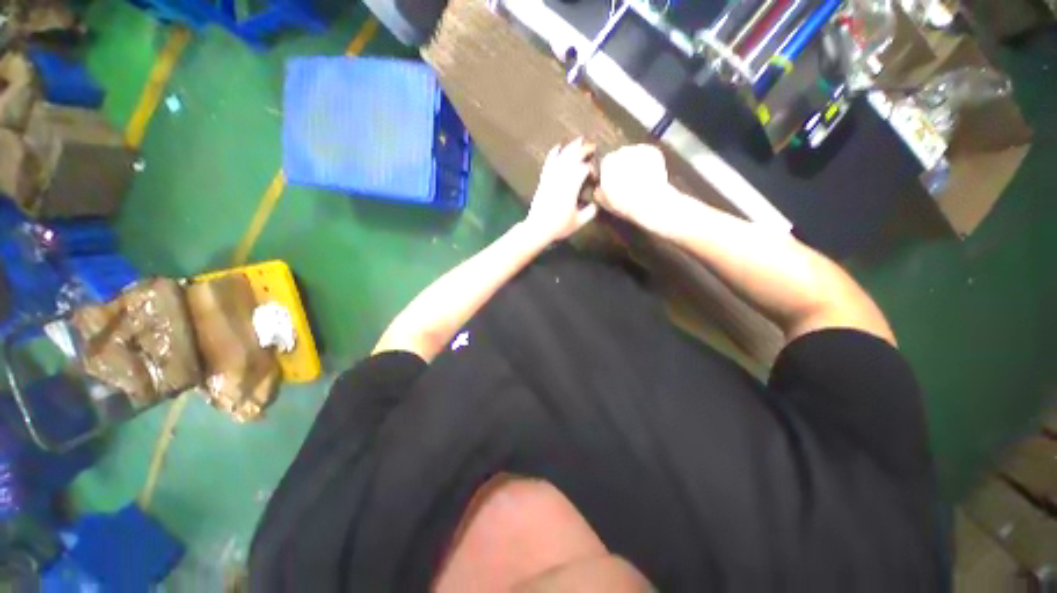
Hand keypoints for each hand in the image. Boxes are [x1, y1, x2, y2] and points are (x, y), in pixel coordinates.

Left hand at [523, 139, 598, 243]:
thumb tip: (596, 203)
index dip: (591, 169)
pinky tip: (558, 146)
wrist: (537, 228)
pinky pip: (548, 163)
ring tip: (579, 139)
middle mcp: (561, 180)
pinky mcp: (543, 181)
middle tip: (593, 146)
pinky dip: (553, 153)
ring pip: (561, 158)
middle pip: (573, 158)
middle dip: (583, 150)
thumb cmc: (559, 227)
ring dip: (571, 147)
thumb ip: (590, 212)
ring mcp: (550, 179)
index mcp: (571, 189)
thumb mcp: (579, 222)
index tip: (594, 177)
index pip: (583, 170)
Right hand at [594, 144, 674, 229]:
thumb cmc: (624, 204)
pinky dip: (647, 163)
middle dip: (621, 168)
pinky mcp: (653, 151)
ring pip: (633, 156)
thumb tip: (598, 187)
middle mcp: (622, 151)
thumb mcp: (603, 201)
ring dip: (634, 165)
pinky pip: (647, 155)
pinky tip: (647, 176)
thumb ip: (597, 190)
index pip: (604, 164)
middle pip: (619, 158)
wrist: (650, 203)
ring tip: (638, 181)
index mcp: (607, 161)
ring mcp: (638, 149)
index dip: (607, 175)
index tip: (612, 184)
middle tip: (626, 183)